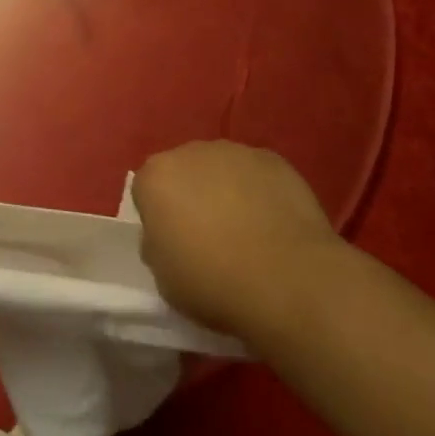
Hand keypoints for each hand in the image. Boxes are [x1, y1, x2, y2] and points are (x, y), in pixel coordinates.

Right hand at [132, 142, 340, 343]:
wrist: (286, 280)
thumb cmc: (213, 283)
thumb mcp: (164, 277)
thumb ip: (157, 245)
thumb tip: (169, 235)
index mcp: (155, 178)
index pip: (147, 191)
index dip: (160, 218)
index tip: (176, 244)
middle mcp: (190, 153)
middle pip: (184, 172)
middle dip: (192, 196)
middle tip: (211, 237)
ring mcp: (234, 152)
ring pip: (222, 169)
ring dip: (227, 190)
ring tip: (248, 231)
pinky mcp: (273, 159)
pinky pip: (257, 175)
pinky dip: (261, 193)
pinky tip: (275, 225)